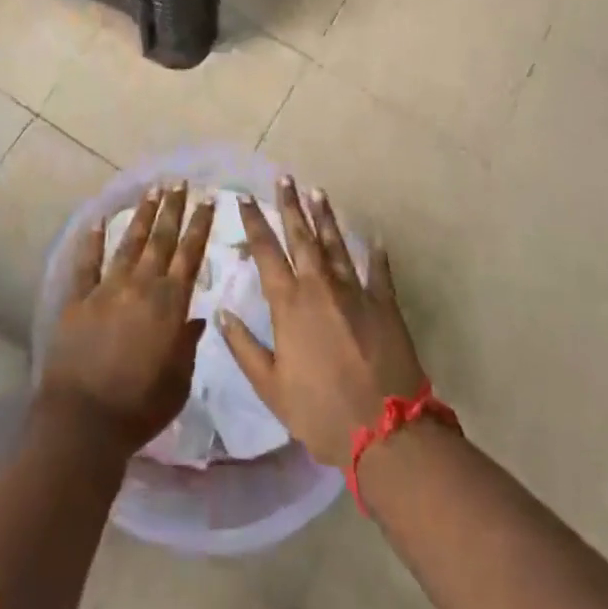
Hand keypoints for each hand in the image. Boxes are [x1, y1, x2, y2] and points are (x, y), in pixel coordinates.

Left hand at [38, 183, 215, 455]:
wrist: (83, 421)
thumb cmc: (139, 408)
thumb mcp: (178, 382)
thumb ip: (187, 345)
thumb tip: (196, 318)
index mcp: (170, 305)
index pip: (190, 255)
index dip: (200, 225)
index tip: (208, 199)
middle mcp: (141, 287)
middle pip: (161, 239)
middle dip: (172, 209)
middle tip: (179, 182)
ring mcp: (107, 289)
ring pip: (129, 244)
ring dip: (141, 216)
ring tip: (151, 191)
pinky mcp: (78, 299)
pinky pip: (87, 263)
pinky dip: (92, 241)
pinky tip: (98, 221)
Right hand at [217, 178, 427, 467]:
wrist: (385, 430)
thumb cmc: (320, 412)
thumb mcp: (271, 388)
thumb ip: (244, 348)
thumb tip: (222, 314)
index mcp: (289, 304)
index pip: (266, 251)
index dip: (255, 222)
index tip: (246, 198)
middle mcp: (319, 286)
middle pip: (301, 236)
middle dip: (290, 205)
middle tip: (284, 178)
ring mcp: (354, 290)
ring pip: (335, 243)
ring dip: (325, 217)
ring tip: (317, 191)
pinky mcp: (384, 303)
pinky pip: (378, 270)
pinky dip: (375, 253)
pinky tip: (373, 238)